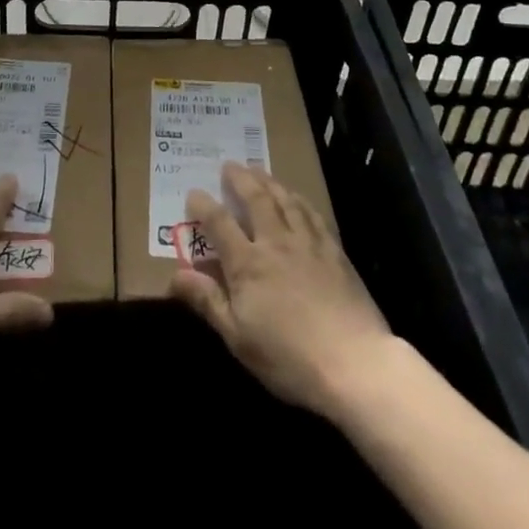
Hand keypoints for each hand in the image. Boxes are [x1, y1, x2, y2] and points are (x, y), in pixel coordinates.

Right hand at [170, 163, 390, 419]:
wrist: (354, 363)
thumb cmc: (289, 357)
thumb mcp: (238, 337)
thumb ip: (207, 301)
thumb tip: (174, 275)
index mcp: (248, 263)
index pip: (220, 223)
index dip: (204, 205)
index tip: (194, 192)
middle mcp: (276, 242)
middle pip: (255, 199)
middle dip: (240, 179)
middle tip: (229, 165)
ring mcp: (308, 243)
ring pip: (285, 200)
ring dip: (268, 181)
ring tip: (258, 170)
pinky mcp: (334, 251)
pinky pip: (312, 214)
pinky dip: (299, 199)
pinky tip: (296, 197)